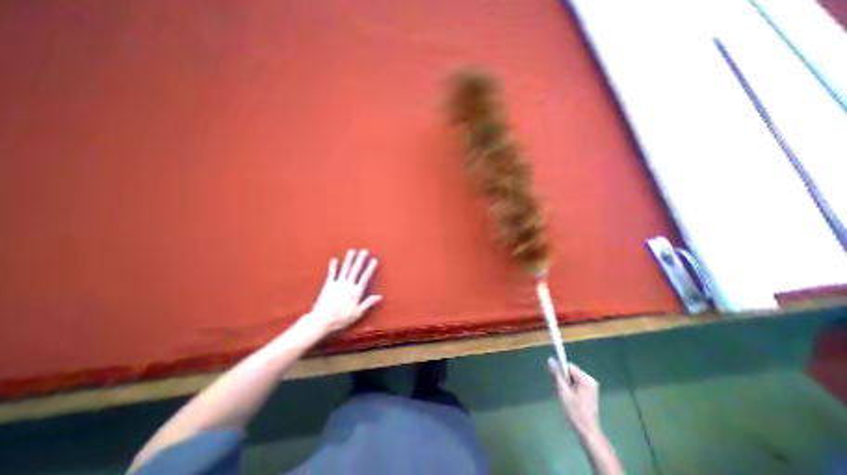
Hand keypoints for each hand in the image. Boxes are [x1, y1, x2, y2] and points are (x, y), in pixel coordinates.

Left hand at [302, 251, 382, 335]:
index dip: (370, 268)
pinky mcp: (328, 285)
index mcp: (356, 292)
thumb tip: (380, 297)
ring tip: (352, 251)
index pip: (365, 277)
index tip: (374, 260)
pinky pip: (331, 274)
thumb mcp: (358, 313)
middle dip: (360, 259)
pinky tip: (334, 259)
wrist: (322, 321)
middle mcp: (348, 285)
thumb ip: (368, 303)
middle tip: (364, 250)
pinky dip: (333, 266)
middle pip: (355, 270)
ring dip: (349, 259)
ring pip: (345, 269)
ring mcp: (338, 284)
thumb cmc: (341, 319)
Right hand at [549, 357, 601, 436]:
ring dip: (565, 385)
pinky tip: (568, 399)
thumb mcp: (563, 391)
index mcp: (586, 379)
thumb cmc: (575, 412)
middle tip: (560, 391)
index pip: (568, 366)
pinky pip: (575, 384)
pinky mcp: (589, 393)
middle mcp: (590, 381)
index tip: (556, 382)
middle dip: (562, 379)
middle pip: (570, 372)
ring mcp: (591, 387)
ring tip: (563, 397)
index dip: (560, 372)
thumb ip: (556, 374)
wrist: (587, 432)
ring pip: (571, 378)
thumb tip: (550, 359)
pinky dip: (569, 389)